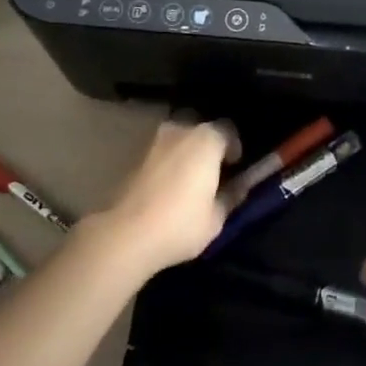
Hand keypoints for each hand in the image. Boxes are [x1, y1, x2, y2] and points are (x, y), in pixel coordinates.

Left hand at [88, 115, 240, 277]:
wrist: (125, 234)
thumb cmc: (180, 224)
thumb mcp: (216, 218)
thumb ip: (231, 196)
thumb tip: (240, 186)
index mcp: (206, 139)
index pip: (228, 130)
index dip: (234, 147)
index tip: (234, 168)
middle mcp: (181, 130)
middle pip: (201, 130)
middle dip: (209, 147)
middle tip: (213, 172)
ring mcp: (155, 141)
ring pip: (179, 140)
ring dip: (186, 154)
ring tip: (189, 181)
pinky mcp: (135, 156)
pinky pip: (162, 153)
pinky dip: (168, 162)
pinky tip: (169, 187)